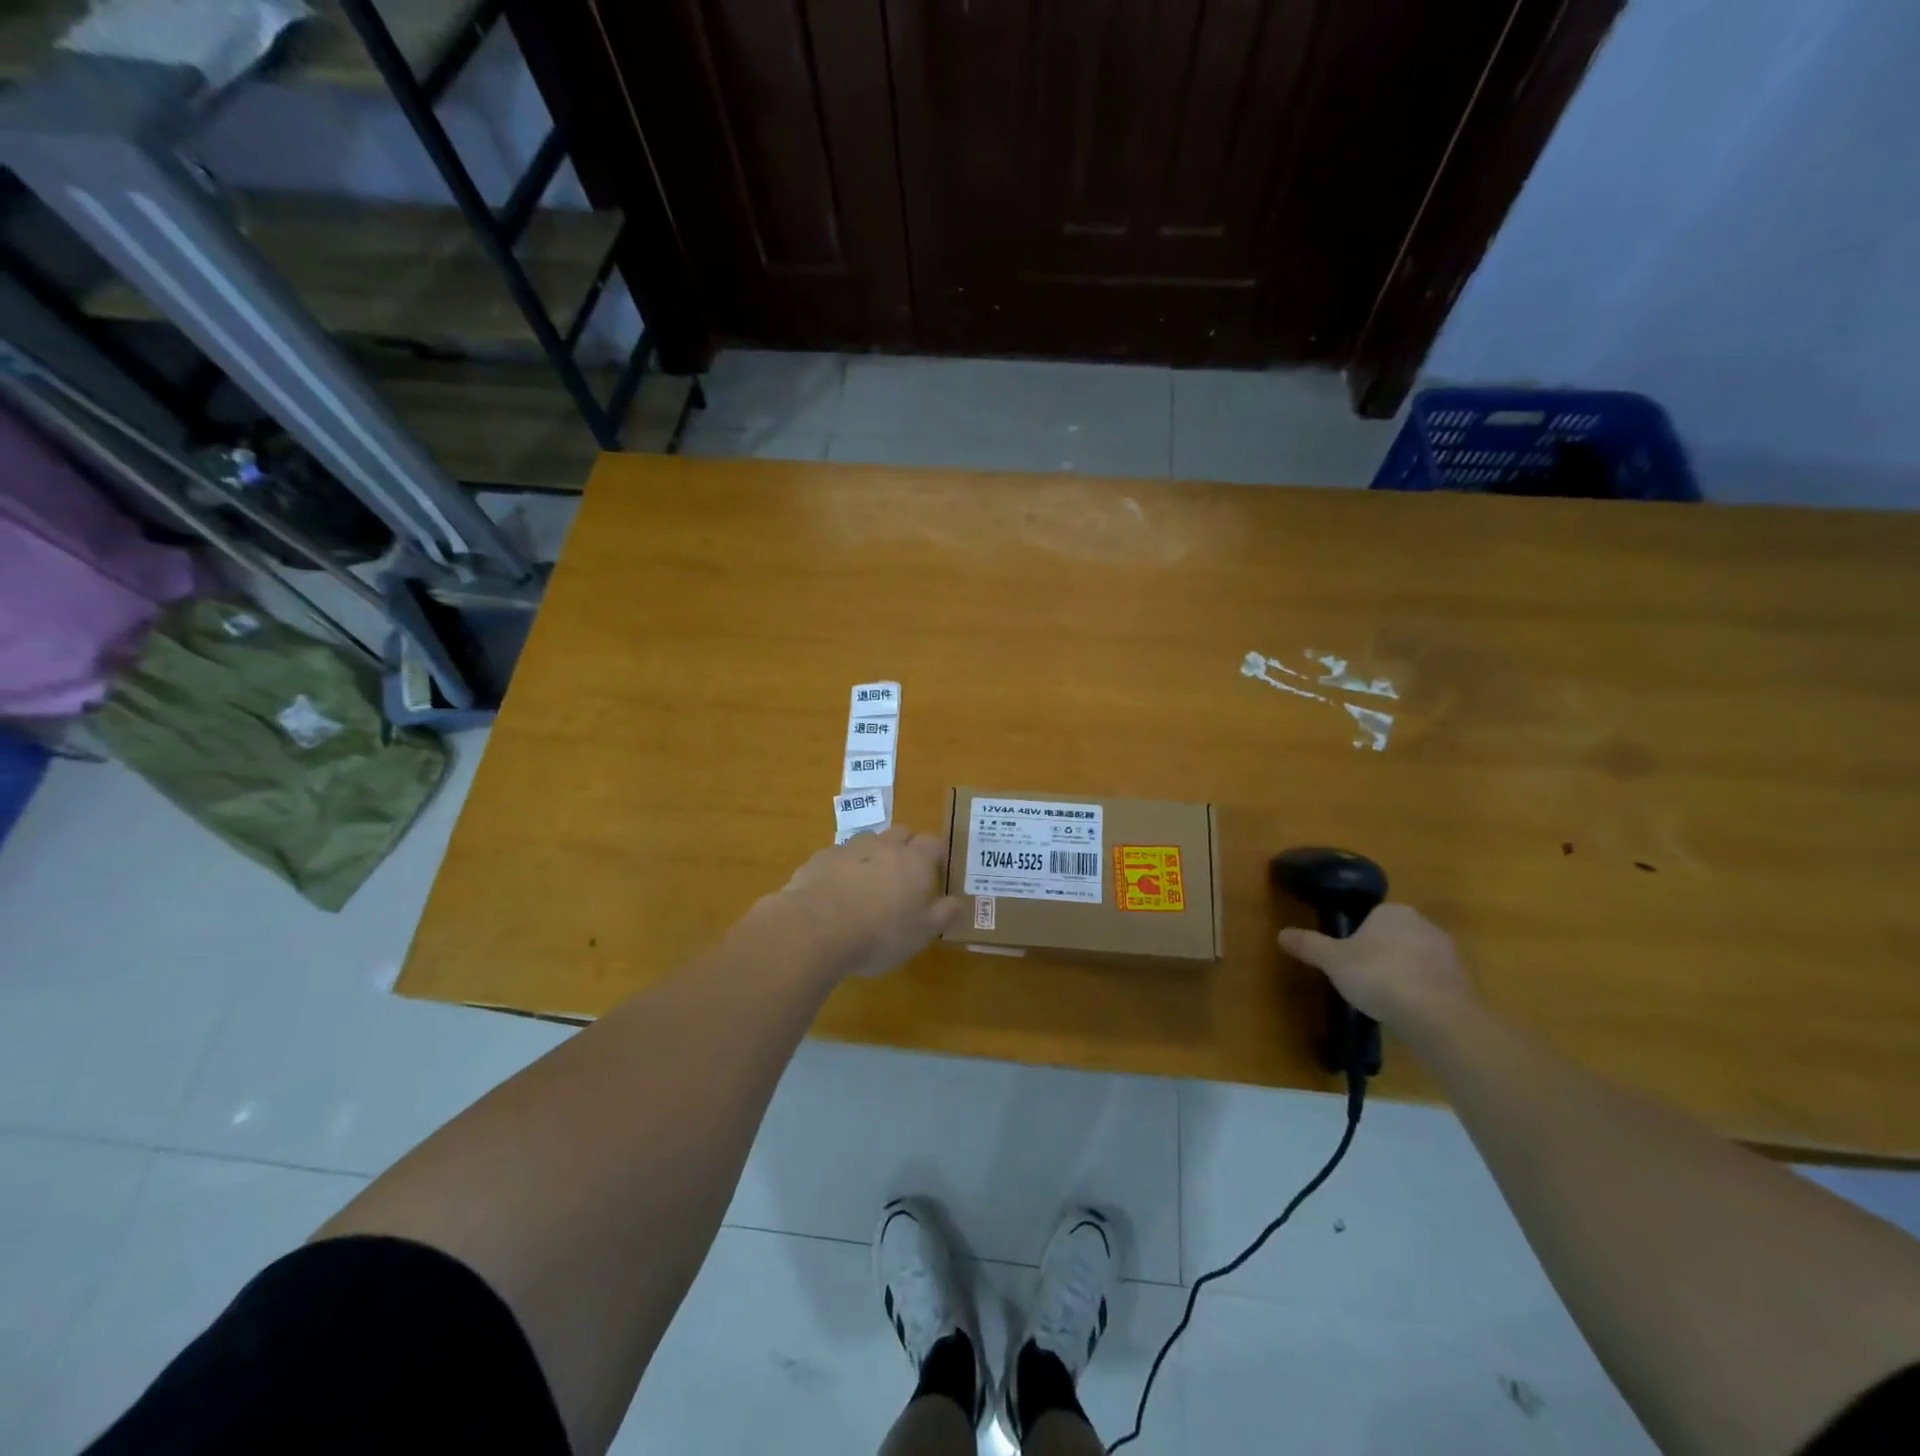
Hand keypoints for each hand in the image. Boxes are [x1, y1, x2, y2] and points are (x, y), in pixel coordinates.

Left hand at [745, 826, 960, 981]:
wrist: (817, 928)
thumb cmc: (881, 934)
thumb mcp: (922, 934)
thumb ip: (943, 915)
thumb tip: (956, 902)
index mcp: (915, 861)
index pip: (933, 843)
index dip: (936, 855)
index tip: (935, 873)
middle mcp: (884, 846)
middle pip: (901, 833)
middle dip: (905, 848)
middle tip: (903, 877)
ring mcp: (850, 849)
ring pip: (868, 842)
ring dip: (872, 856)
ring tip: (867, 885)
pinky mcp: (820, 858)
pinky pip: (838, 857)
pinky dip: (842, 868)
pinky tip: (836, 893)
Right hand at [1277, 904, 1477, 1033]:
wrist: (1436, 1015)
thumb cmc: (1378, 975)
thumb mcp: (1332, 960)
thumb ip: (1309, 944)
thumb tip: (1281, 933)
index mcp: (1393, 911)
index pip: (1372, 916)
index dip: (1357, 935)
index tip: (1346, 957)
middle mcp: (1424, 924)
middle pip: (1394, 935)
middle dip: (1380, 953)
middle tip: (1361, 977)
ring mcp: (1448, 954)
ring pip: (1415, 958)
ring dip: (1402, 973)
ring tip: (1383, 998)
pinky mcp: (1463, 983)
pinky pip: (1432, 981)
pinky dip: (1419, 992)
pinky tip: (1406, 1010)